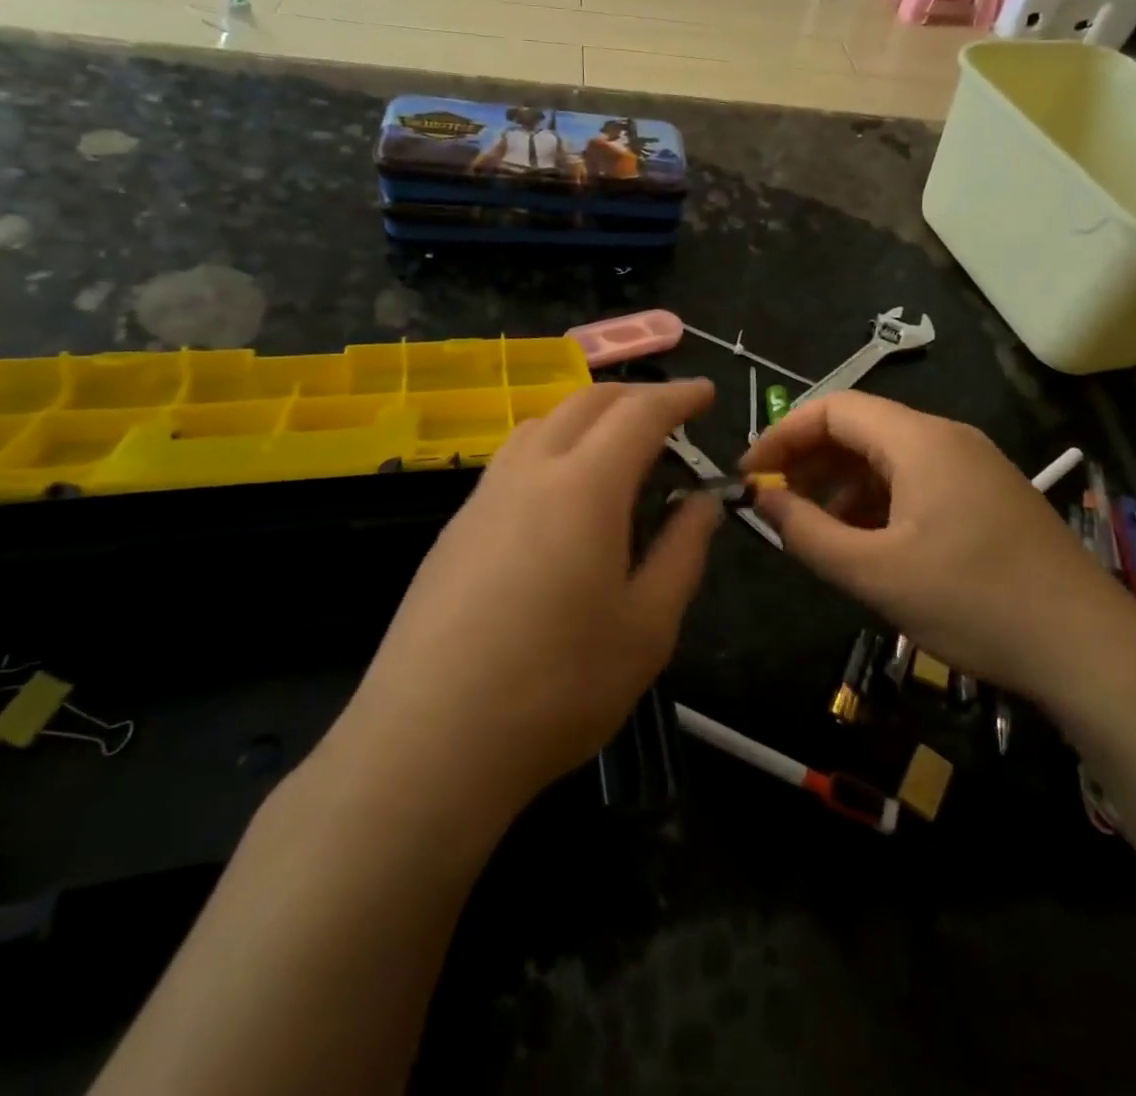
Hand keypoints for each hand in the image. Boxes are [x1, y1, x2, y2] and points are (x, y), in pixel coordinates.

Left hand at [335, 381, 722, 819]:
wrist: (429, 741)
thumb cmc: (557, 687)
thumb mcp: (647, 627)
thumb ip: (682, 552)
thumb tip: (702, 502)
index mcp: (584, 487)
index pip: (638, 414)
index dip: (677, 397)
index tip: (706, 394)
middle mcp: (529, 473)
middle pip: (584, 402)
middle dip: (633, 396)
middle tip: (669, 415)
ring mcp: (483, 498)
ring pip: (540, 424)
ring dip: (586, 417)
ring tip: (616, 449)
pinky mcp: (455, 529)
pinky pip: (511, 460)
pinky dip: (551, 448)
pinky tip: (560, 497)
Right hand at [742, 391, 1135, 702]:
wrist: (1088, 649)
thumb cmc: (974, 602)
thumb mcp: (875, 573)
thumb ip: (807, 533)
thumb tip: (761, 500)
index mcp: (920, 441)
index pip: (834, 408)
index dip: (783, 434)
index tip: (752, 473)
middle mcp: (947, 438)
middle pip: (861, 428)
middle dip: (810, 460)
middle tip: (776, 502)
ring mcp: (973, 466)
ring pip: (888, 457)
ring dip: (842, 484)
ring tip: (814, 528)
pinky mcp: (987, 497)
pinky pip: (916, 481)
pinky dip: (878, 501)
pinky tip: (866, 542)